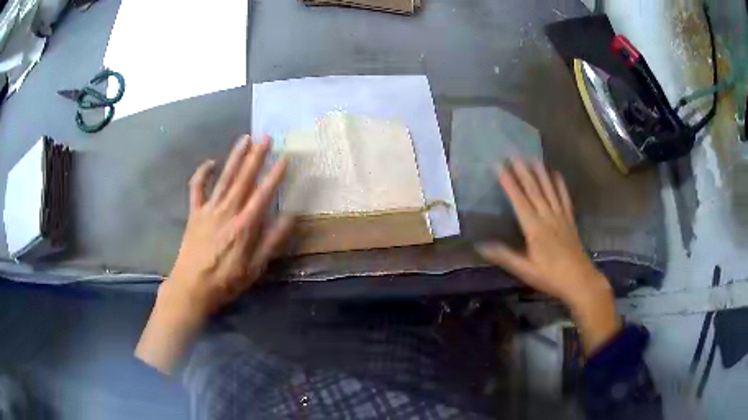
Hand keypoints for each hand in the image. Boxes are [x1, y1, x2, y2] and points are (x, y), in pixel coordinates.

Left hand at [136, 135, 292, 372]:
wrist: (192, 286)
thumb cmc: (226, 280)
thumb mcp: (255, 268)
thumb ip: (273, 241)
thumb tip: (291, 217)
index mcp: (245, 225)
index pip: (263, 194)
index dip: (275, 175)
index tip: (285, 157)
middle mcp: (227, 211)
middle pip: (244, 179)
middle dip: (256, 157)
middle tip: (266, 137)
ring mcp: (209, 209)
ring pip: (224, 178)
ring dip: (235, 157)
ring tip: (245, 139)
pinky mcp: (194, 213)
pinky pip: (197, 188)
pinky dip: (202, 174)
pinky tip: (211, 162)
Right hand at [477, 159, 620, 353]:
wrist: (579, 280)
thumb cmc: (550, 277)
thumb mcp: (524, 270)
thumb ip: (504, 256)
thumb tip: (480, 245)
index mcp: (534, 228)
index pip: (519, 200)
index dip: (509, 182)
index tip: (499, 166)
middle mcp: (547, 217)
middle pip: (534, 190)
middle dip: (523, 172)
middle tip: (514, 155)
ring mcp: (560, 217)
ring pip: (549, 190)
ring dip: (541, 173)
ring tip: (533, 158)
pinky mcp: (570, 220)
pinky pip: (564, 198)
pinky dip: (560, 185)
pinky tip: (557, 175)